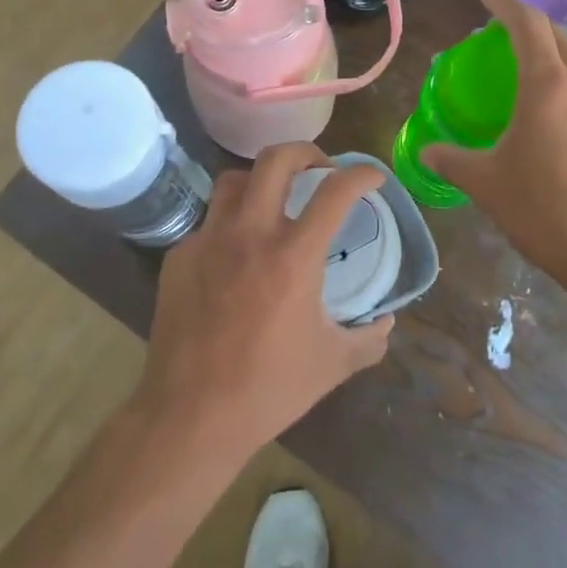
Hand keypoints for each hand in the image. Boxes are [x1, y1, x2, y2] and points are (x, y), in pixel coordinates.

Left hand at [136, 144, 393, 460]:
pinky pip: (209, 223)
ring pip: (233, 181)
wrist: (190, 416)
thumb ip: (369, 339)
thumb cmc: (268, 389)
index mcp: (293, 256)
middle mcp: (249, 234)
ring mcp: (208, 241)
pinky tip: (236, 255)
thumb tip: (388, 323)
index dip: (361, 175)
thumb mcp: (333, 365)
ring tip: (275, 199)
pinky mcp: (179, 257)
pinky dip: (230, 225)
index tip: (372, 178)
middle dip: (305, 152)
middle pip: (275, 160)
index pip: (335, 192)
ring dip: (261, 180)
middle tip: (320, 169)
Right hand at [422, 0, 566, 304]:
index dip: (505, 5)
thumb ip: (453, 161)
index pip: (528, 24)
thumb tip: (426, 152)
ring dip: (549, 61)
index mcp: (549, 85)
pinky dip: (566, 90)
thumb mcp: (488, 185)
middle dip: (529, 27)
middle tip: (499, 36)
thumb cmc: (549, 212)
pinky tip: (551, 123)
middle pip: (557, 37)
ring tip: (521, 82)